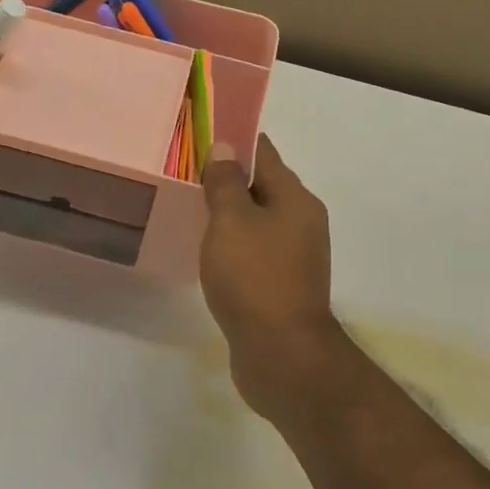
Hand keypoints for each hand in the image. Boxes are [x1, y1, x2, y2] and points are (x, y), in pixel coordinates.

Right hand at [200, 134, 343, 419]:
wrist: (282, 353)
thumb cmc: (255, 278)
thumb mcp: (231, 222)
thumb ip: (225, 183)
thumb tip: (225, 147)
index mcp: (295, 199)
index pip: (264, 154)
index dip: (235, 142)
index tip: (203, 135)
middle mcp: (302, 222)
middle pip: (263, 187)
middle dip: (229, 178)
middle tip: (187, 172)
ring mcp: (295, 256)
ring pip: (258, 221)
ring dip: (231, 214)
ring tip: (192, 207)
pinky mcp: (283, 285)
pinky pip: (255, 251)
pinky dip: (234, 244)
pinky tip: (209, 251)